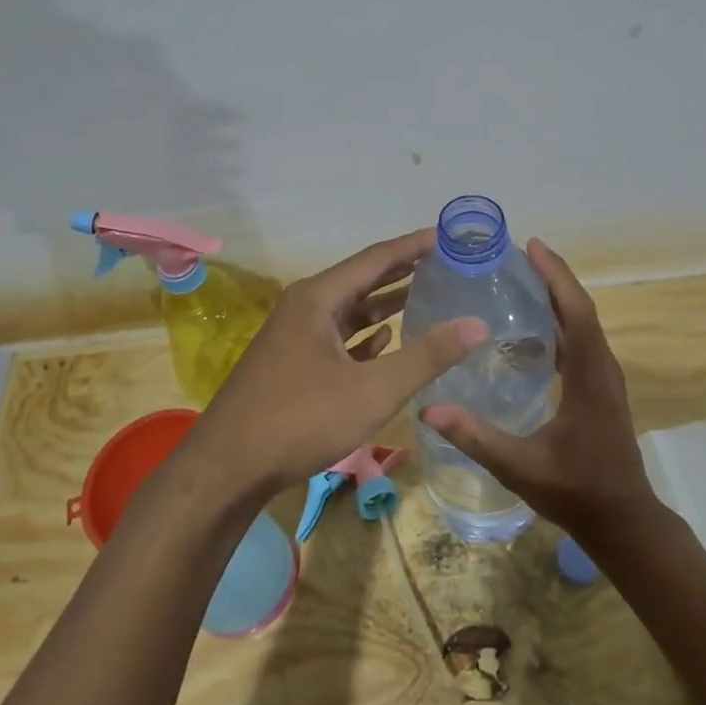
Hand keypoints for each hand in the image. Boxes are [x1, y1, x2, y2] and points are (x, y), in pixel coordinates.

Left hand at [190, 228, 486, 492]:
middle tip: (446, 263)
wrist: (228, 468)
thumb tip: (477, 323)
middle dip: (403, 271)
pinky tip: (387, 339)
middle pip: (362, 279)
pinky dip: (365, 335)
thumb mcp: (374, 390)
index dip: (414, 246)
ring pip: (349, 310)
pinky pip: (337, 337)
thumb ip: (427, 356)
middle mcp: (304, 307)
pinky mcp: (292, 364)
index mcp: (318, 298)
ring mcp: (295, 336)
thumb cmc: (301, 420)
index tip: (449, 236)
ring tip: (427, 295)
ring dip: (386, 303)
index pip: (376, 258)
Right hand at [419, 239, 658, 542]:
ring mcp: (604, 378)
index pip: (577, 312)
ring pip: (583, 324)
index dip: (556, 276)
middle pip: (581, 309)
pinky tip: (530, 329)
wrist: (622, 520)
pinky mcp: (600, 389)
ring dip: (557, 298)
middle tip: (516, 256)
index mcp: (590, 376)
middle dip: (552, 278)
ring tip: (520, 281)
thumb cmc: (575, 491)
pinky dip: (560, 323)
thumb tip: (428, 408)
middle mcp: (602, 368)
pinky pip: (581, 342)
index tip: (531, 246)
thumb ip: (476, 437)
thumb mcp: (520, 467)